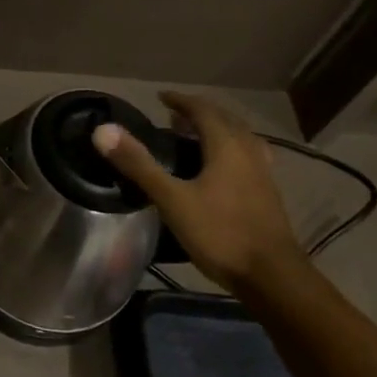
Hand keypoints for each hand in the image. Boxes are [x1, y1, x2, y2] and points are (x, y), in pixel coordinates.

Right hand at [93, 92, 305, 293]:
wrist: (274, 279)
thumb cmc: (220, 233)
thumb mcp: (172, 199)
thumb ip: (139, 164)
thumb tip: (103, 130)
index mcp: (227, 146)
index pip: (203, 110)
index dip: (181, 100)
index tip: (160, 98)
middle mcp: (248, 152)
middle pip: (225, 120)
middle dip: (199, 113)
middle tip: (173, 116)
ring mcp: (262, 174)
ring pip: (240, 138)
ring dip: (217, 130)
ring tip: (194, 138)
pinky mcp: (268, 195)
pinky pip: (247, 157)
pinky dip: (229, 150)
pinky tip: (219, 170)